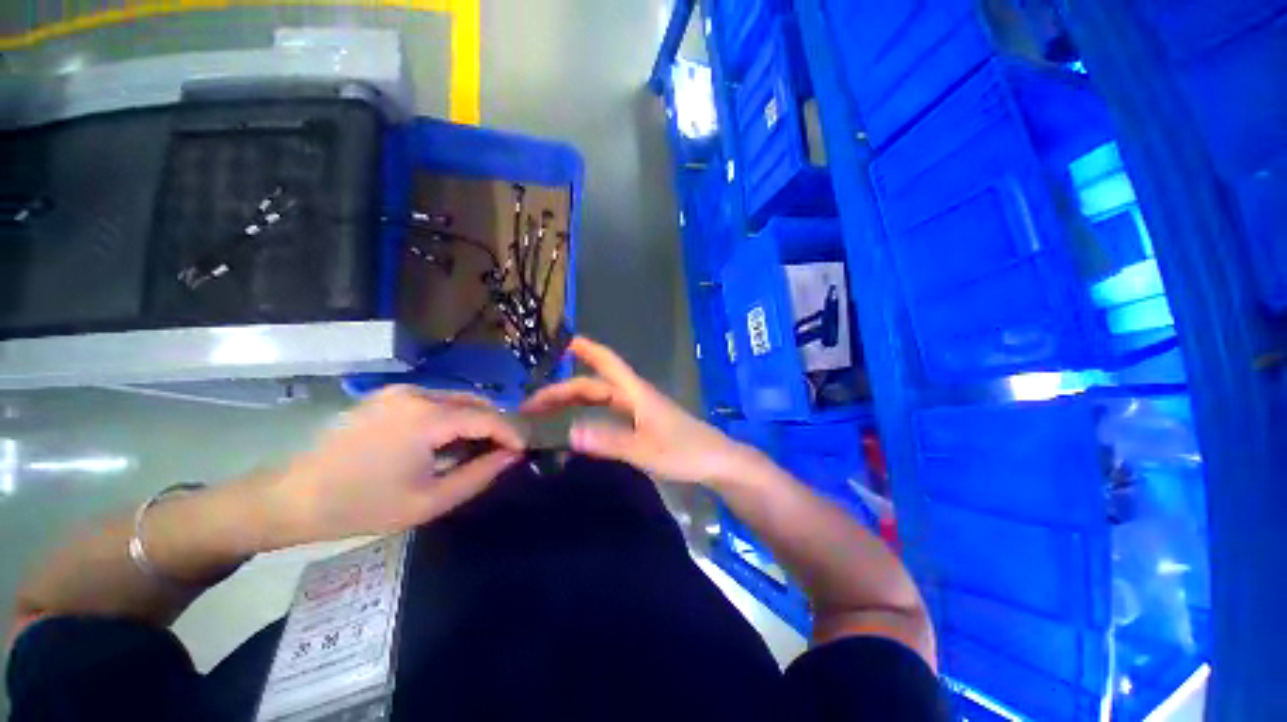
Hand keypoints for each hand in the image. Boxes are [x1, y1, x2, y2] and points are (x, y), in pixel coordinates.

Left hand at [265, 387, 525, 546]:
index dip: (513, 432)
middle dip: (496, 425)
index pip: (488, 416)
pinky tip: (445, 442)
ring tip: (476, 449)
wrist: (291, 498)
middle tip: (504, 452)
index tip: (526, 449)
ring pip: (457, 399)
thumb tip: (513, 455)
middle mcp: (416, 393)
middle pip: (475, 402)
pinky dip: (452, 418)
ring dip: (475, 421)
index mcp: (426, 417)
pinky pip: (436, 401)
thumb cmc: (362, 506)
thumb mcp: (429, 500)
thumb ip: (480, 474)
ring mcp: (399, 391)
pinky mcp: (387, 396)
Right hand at [520, 337, 752, 484]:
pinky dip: (589, 414)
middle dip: (564, 389)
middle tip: (532, 404)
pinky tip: (578, 426)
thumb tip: (569, 432)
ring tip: (547, 412)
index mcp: (636, 393)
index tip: (563, 342)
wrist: (716, 461)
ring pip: (601, 398)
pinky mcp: (643, 422)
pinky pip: (609, 412)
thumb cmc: (685, 452)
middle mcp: (635, 396)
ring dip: (574, 401)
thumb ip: (609, 441)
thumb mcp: (645, 449)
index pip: (608, 364)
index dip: (587, 350)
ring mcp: (639, 409)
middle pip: (595, 385)